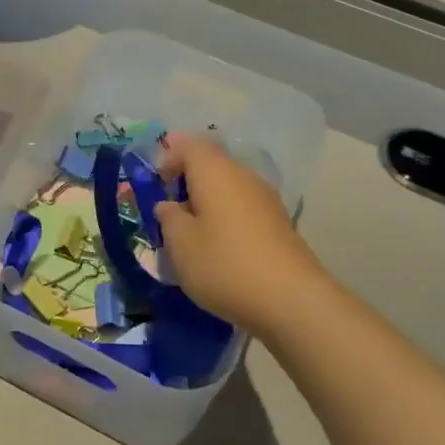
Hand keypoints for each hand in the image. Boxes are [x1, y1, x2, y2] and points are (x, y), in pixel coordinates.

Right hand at [154, 132, 324, 337]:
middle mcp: (243, 176)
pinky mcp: (278, 224)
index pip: (189, 145)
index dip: (167, 157)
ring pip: (228, 187)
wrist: (290, 300)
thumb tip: (169, 205)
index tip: (153, 183)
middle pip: (211, 164)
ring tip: (189, 232)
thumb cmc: (224, 264)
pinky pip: (242, 208)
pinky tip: (217, 247)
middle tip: (167, 209)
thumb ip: (168, 217)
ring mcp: (265, 199)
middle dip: (186, 180)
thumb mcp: (180, 243)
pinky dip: (224, 218)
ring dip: (206, 201)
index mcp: (215, 171)